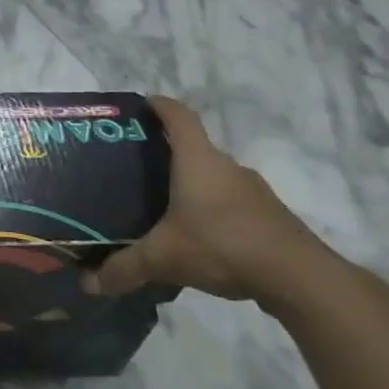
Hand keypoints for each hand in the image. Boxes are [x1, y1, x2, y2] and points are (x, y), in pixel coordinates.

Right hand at [86, 97, 342, 305]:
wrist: (301, 278)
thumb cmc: (223, 245)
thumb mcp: (163, 258)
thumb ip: (124, 268)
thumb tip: (87, 284)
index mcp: (198, 161)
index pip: (179, 116)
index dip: (159, 105)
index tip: (141, 105)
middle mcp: (227, 168)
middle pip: (194, 148)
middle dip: (165, 153)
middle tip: (134, 168)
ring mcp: (253, 192)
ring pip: (213, 178)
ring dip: (190, 185)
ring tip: (161, 206)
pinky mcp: (269, 217)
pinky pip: (231, 203)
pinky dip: (211, 211)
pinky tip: (196, 237)